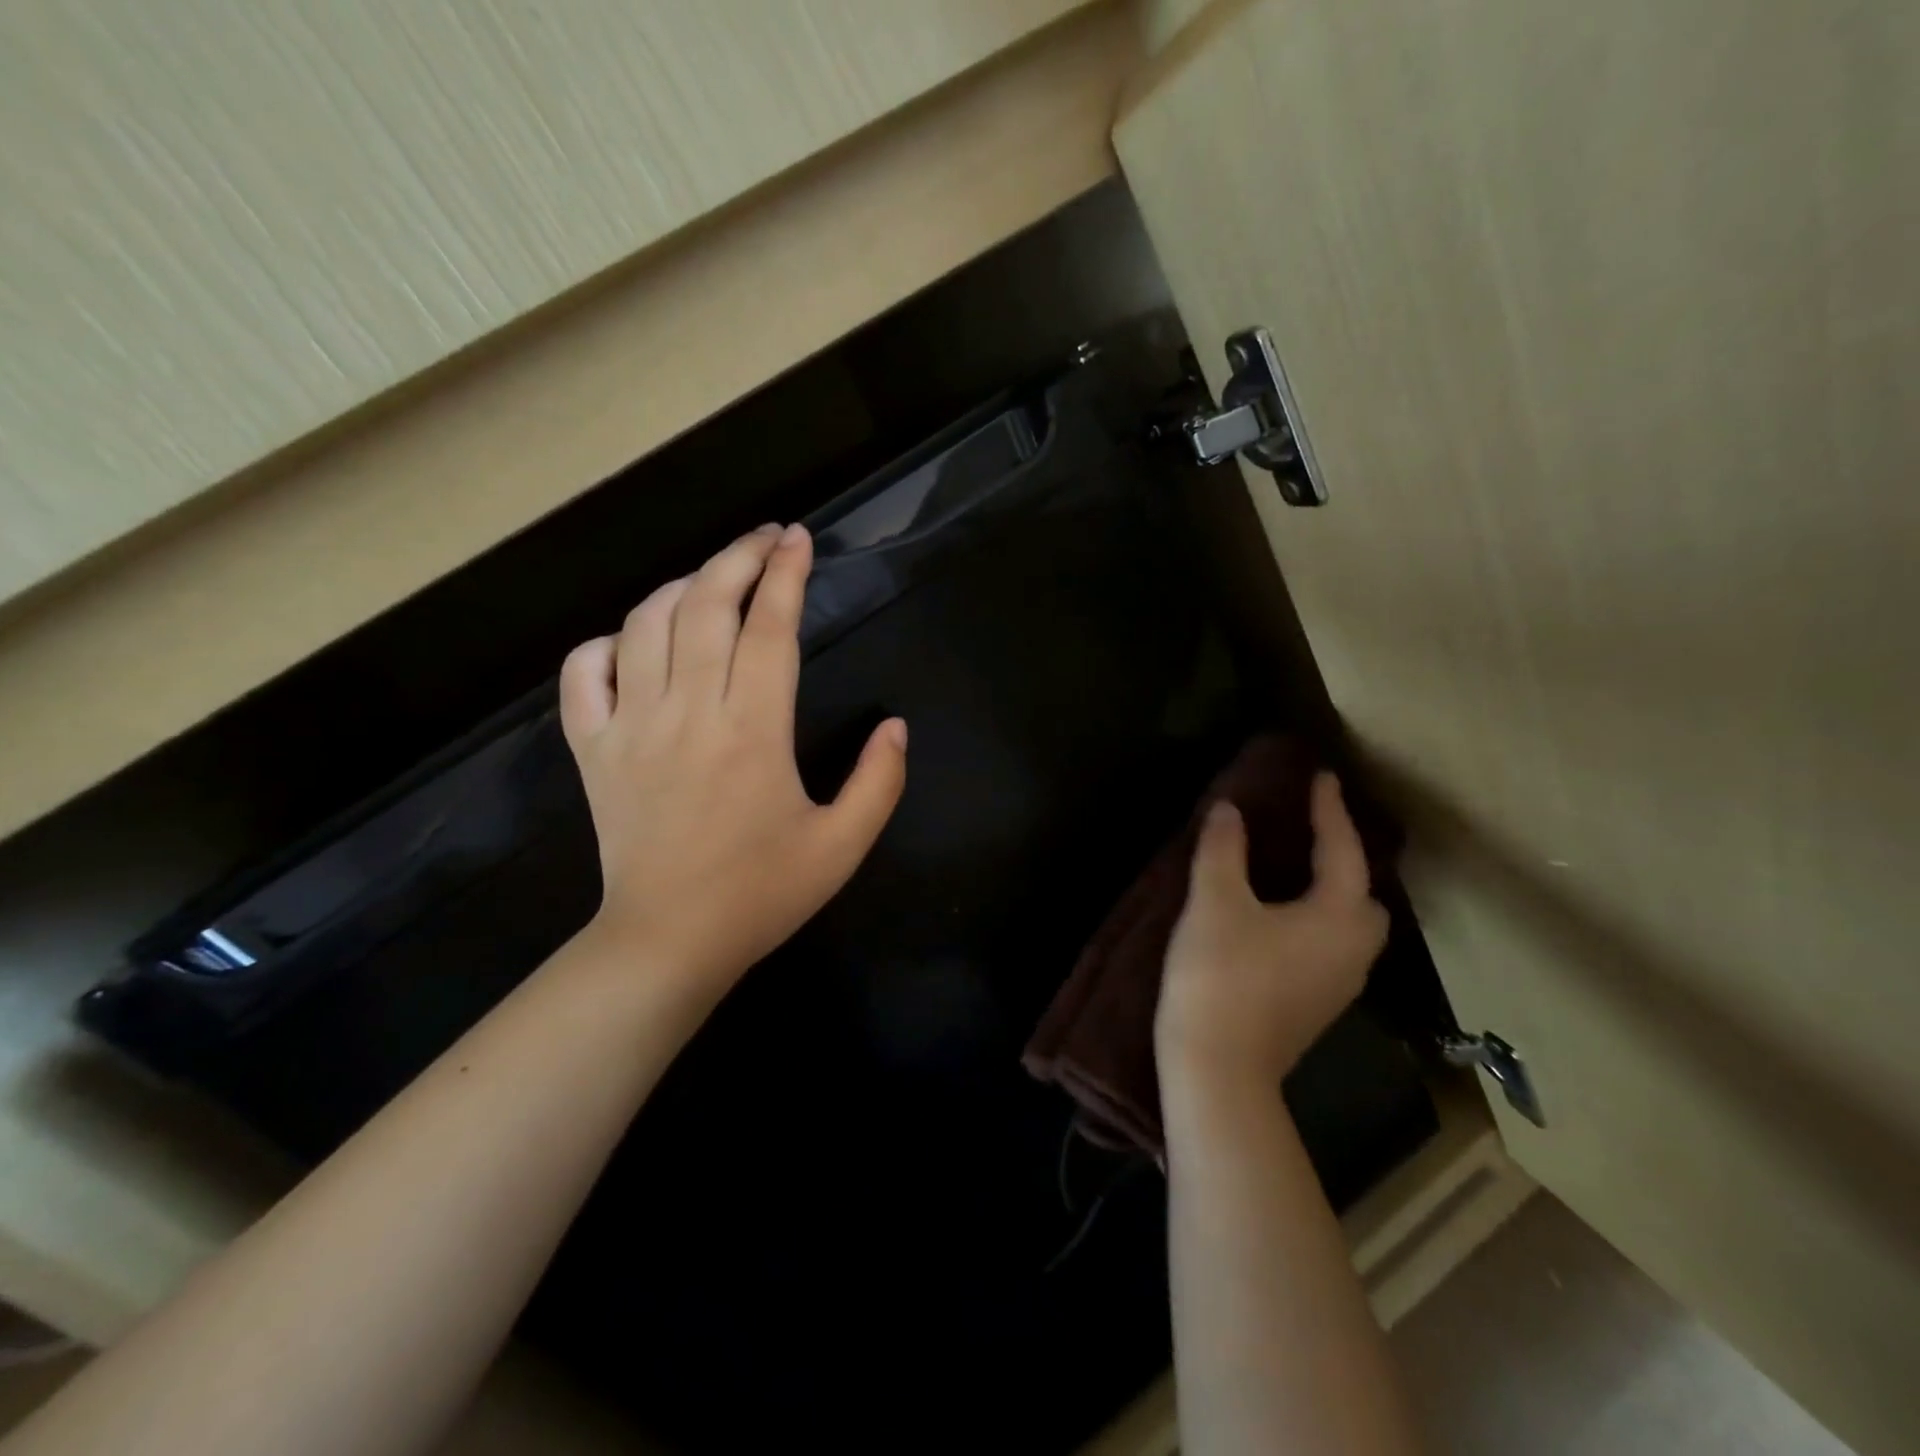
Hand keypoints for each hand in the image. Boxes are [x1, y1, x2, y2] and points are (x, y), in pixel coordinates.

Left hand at [558, 523, 907, 1006]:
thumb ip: (880, 781)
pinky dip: (605, 643)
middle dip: (738, 557)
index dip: (786, 574)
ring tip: (712, 578)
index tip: (799, 539)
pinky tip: (633, 640)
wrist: (669, 942)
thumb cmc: (761, 894)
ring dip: (681, 587)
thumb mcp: (843, 846)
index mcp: (753, 731)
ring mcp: (631, 727)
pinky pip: (583, 676)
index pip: (770, 628)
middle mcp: (689, 712)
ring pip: (645, 625)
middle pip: (706, 606)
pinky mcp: (593, 750)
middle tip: (767, 538)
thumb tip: (896, 727)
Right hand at [1156, 773, 1388, 1097]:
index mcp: (1337, 917)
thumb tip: (1229, 808)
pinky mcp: (1317, 1006)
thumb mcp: (1215, 902)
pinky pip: (1330, 947)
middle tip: (1311, 834)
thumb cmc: (1221, 976)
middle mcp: (1353, 950)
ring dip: (1331, 893)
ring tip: (1295, 870)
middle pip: (1364, 895)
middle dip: (1345, 860)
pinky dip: (1317, 920)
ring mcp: (1339, 984)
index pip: (1342, 850)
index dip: (1329, 810)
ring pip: (1350, 926)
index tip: (1321, 777)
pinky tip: (1282, 918)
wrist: (1218, 1068)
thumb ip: (1223, 849)